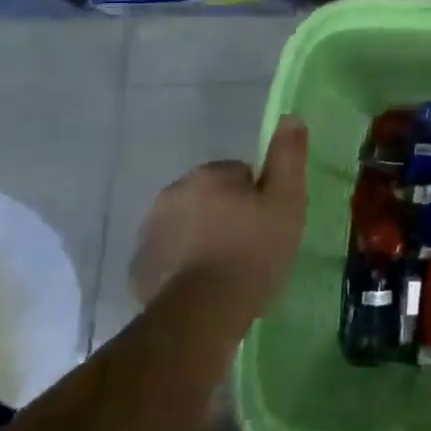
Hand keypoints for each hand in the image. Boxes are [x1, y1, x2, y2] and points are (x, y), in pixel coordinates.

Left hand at [130, 117, 308, 322]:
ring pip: (188, 225)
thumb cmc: (252, 251)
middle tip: (250, 247)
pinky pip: (170, 256)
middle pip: (210, 197)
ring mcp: (150, 232)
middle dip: (227, 215)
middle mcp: (172, 194)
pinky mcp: (140, 268)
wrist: (202, 314)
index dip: (258, 198)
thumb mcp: (286, 200)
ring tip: (227, 271)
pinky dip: (184, 265)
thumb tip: (290, 116)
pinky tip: (203, 286)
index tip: (266, 224)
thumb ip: (288, 156)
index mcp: (207, 175)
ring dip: (204, 239)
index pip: (239, 174)